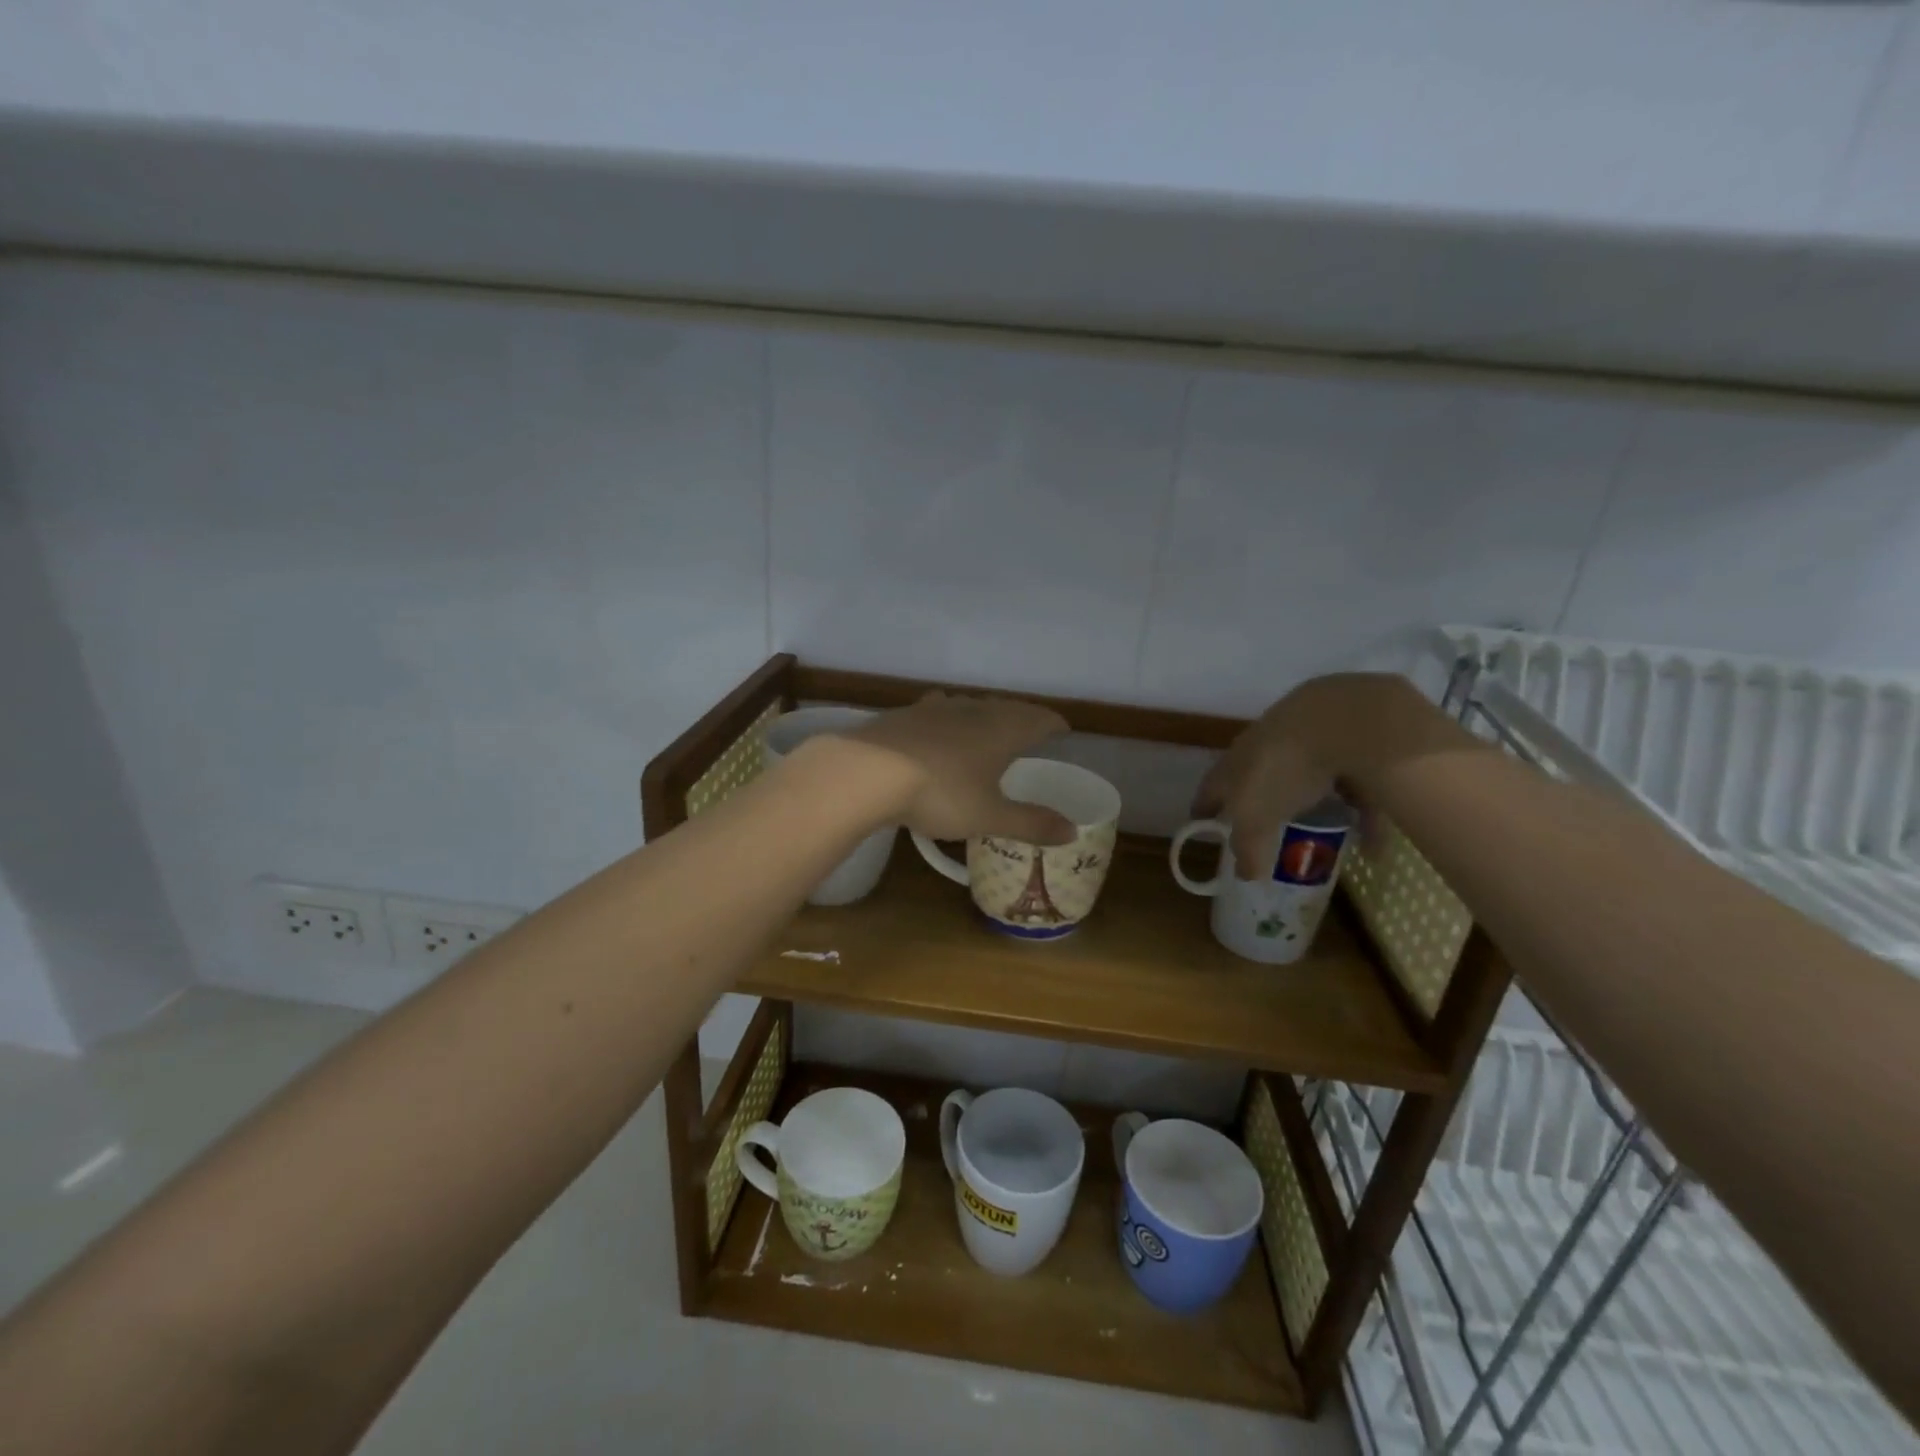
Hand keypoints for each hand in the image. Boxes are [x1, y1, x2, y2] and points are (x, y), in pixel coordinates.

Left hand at [838, 692, 1076, 845]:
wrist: (867, 771)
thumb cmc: (940, 793)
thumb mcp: (989, 816)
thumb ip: (1031, 823)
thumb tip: (1072, 830)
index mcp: (1001, 729)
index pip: (1038, 718)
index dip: (1053, 724)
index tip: (1062, 731)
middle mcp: (972, 710)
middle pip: (1005, 707)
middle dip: (1021, 718)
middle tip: (1029, 730)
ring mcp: (934, 708)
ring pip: (969, 705)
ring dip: (983, 714)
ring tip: (986, 728)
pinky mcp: (904, 714)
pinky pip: (937, 712)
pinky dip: (947, 720)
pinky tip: (937, 731)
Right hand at [1192, 674, 1425, 878]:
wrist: (1340, 719)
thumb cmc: (1281, 770)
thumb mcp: (1255, 819)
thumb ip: (1248, 849)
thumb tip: (1245, 875)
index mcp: (1235, 764)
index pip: (1211, 788)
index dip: (1203, 808)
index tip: (1200, 823)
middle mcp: (1266, 748)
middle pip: (1258, 780)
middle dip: (1260, 804)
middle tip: (1264, 831)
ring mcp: (1308, 742)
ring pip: (1307, 781)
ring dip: (1315, 808)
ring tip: (1326, 837)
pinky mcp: (1348, 743)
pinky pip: (1353, 787)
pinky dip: (1360, 817)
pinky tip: (1373, 846)